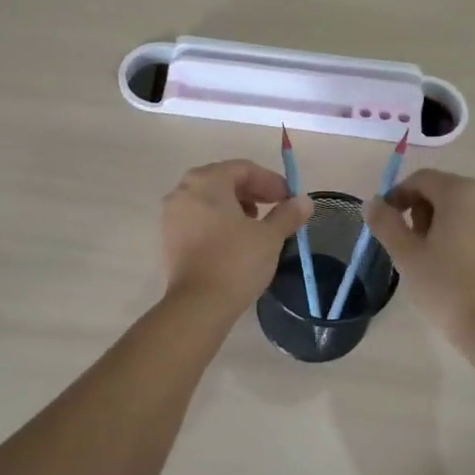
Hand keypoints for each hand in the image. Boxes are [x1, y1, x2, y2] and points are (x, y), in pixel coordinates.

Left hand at [161, 160, 311, 309]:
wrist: (198, 305)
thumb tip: (305, 201)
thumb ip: (288, 213)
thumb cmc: (236, 261)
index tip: (289, 198)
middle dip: (252, 191)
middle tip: (275, 207)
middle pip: (223, 180)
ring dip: (235, 205)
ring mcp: (172, 214)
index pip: (244, 169)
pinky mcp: (169, 237)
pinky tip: (234, 239)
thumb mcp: (270, 236)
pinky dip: (218, 220)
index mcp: (207, 181)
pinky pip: (198, 217)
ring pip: (209, 199)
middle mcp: (183, 190)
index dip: (271, 181)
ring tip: (256, 224)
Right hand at [365, 170, 474, 341]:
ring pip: (458, 205)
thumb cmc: (445, 286)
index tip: (383, 221)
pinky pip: (474, 219)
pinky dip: (455, 229)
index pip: (421, 179)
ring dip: (435, 219)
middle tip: (405, 242)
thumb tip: (373, 202)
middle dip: (417, 209)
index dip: (397, 196)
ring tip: (424, 253)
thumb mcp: (406, 254)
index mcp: (461, 192)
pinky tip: (447, 259)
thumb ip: (385, 222)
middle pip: (441, 189)